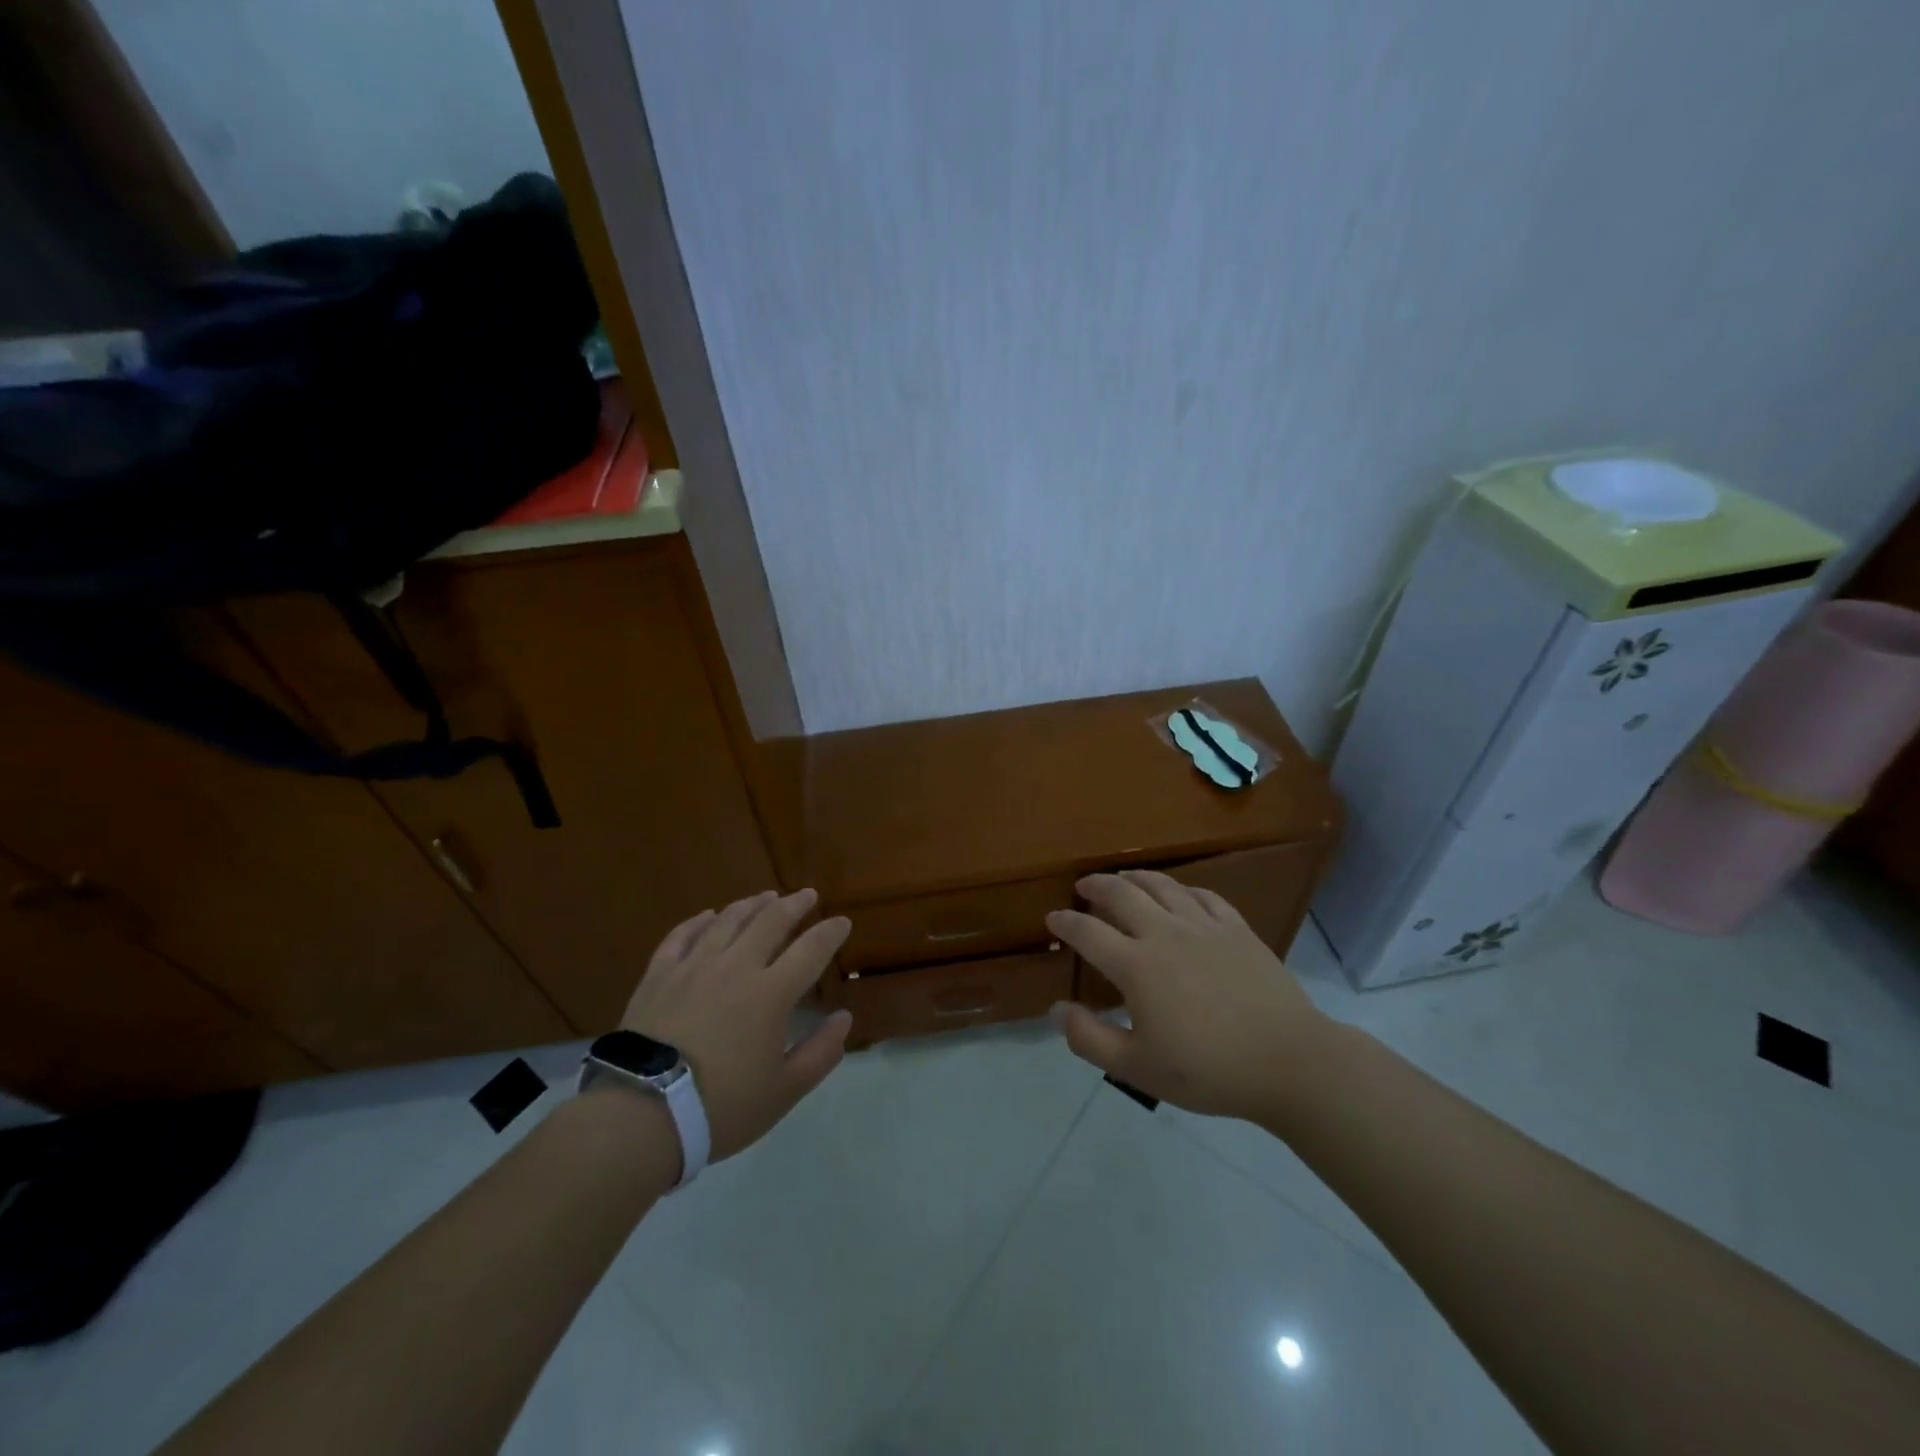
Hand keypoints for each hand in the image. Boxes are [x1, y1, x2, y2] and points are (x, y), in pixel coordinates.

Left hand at [619, 889, 851, 1161]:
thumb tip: (844, 1018)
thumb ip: (821, 1053)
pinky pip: (681, 936)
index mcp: (772, 993)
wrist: (642, 1114)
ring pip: (728, 921)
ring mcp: (694, 966)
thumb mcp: (784, 1091)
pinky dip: (698, 921)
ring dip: (751, 905)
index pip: (811, 950)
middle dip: (794, 905)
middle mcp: (736, 967)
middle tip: (807, 895)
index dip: (830, 933)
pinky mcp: (658, 975)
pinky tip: (707, 916)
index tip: (843, 922)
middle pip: (770, 922)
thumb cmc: (721, 1106)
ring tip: (765, 896)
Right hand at [1045, 870, 1330, 1121]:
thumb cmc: (1209, 1070)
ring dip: (1135, 877)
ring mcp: (1204, 926)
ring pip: (1162, 885)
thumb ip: (1090, 1039)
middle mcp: (1165, 933)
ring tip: (1123, 878)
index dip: (1065, 922)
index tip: (1053, 918)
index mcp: (1137, 965)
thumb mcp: (1138, 1069)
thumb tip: (1056, 1009)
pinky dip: (1182, 889)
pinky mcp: (1237, 928)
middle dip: (1096, 885)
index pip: (1088, 932)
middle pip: (1121, 893)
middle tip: (1083, 886)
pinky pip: (1203, 895)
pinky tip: (1180, 894)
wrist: (1290, 1062)